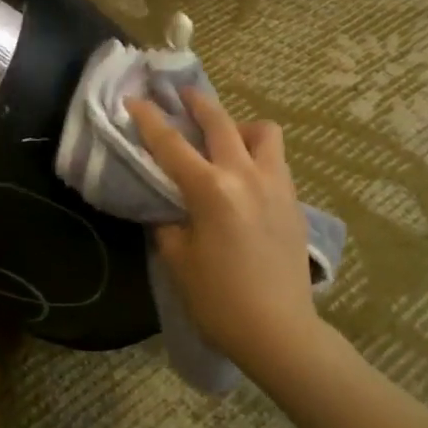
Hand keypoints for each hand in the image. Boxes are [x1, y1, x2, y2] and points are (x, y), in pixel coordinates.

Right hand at [127, 89, 315, 366]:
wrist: (279, 332)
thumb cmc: (219, 300)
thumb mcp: (178, 259)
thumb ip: (168, 223)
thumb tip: (168, 207)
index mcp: (211, 190)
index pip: (171, 144)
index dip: (149, 119)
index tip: (134, 99)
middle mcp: (246, 176)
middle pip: (221, 121)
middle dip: (197, 103)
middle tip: (182, 96)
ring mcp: (276, 185)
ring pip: (263, 132)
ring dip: (240, 127)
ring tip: (226, 141)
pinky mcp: (294, 201)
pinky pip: (276, 160)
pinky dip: (257, 155)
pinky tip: (245, 178)